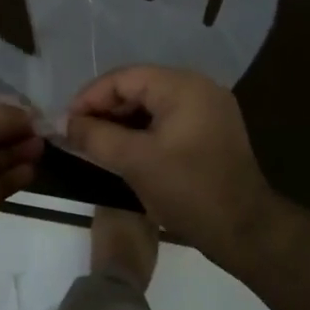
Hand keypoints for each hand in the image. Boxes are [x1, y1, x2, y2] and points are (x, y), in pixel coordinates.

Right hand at [64, 66, 276, 261]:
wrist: (246, 231)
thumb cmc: (189, 190)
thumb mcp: (134, 162)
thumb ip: (95, 136)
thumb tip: (63, 123)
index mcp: (183, 86)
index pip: (123, 78)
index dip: (89, 98)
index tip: (66, 123)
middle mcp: (198, 87)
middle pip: (137, 87)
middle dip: (104, 109)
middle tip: (77, 134)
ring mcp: (208, 108)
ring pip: (151, 105)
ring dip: (121, 121)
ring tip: (94, 143)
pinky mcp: (210, 130)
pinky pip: (166, 119)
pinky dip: (142, 131)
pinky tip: (123, 150)